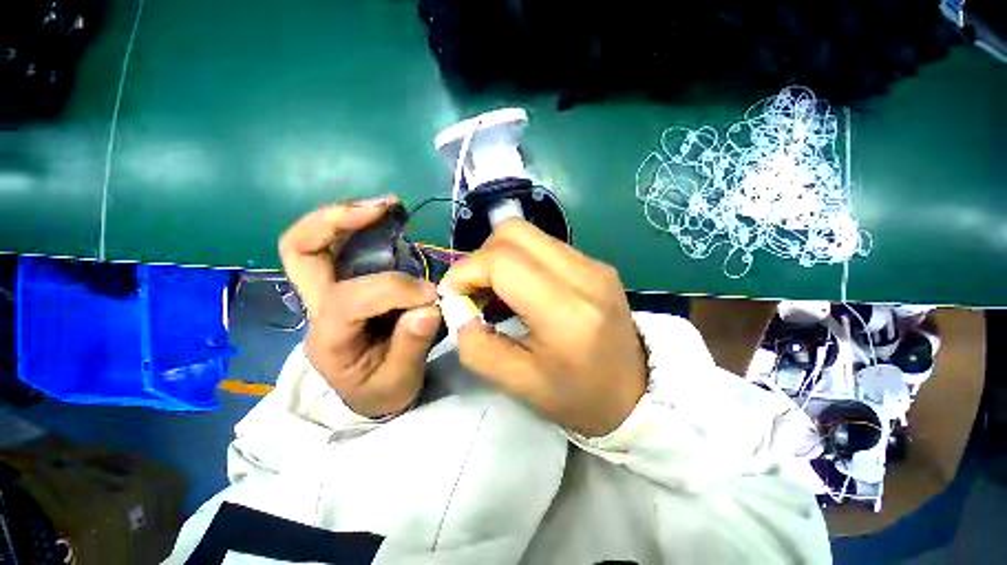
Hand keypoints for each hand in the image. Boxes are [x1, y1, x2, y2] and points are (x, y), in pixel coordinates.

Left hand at [279, 196, 441, 417]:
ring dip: (350, 216)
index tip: (431, 295)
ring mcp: (329, 294)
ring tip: (389, 207)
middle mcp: (319, 310)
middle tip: (380, 209)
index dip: (394, 290)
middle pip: (300, 251)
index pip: (350, 300)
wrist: (372, 394)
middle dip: (334, 222)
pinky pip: (344, 247)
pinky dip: (363, 228)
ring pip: (316, 241)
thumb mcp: (399, 381)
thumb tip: (429, 307)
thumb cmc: (382, 391)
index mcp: (328, 340)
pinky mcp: (347, 286)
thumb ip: (412, 345)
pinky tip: (389, 222)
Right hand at [442, 219, 646, 436]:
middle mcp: (585, 275)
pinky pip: (546, 245)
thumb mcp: (519, 383)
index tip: (453, 293)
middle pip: (514, 232)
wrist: (634, 393)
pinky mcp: (596, 264)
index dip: (467, 270)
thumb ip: (477, 346)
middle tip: (475, 289)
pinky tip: (522, 288)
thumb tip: (458, 308)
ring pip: (529, 234)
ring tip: (496, 290)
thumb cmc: (577, 397)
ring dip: (500, 256)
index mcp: (567, 312)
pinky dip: (521, 260)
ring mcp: (594, 264)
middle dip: (481, 256)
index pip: (503, 262)